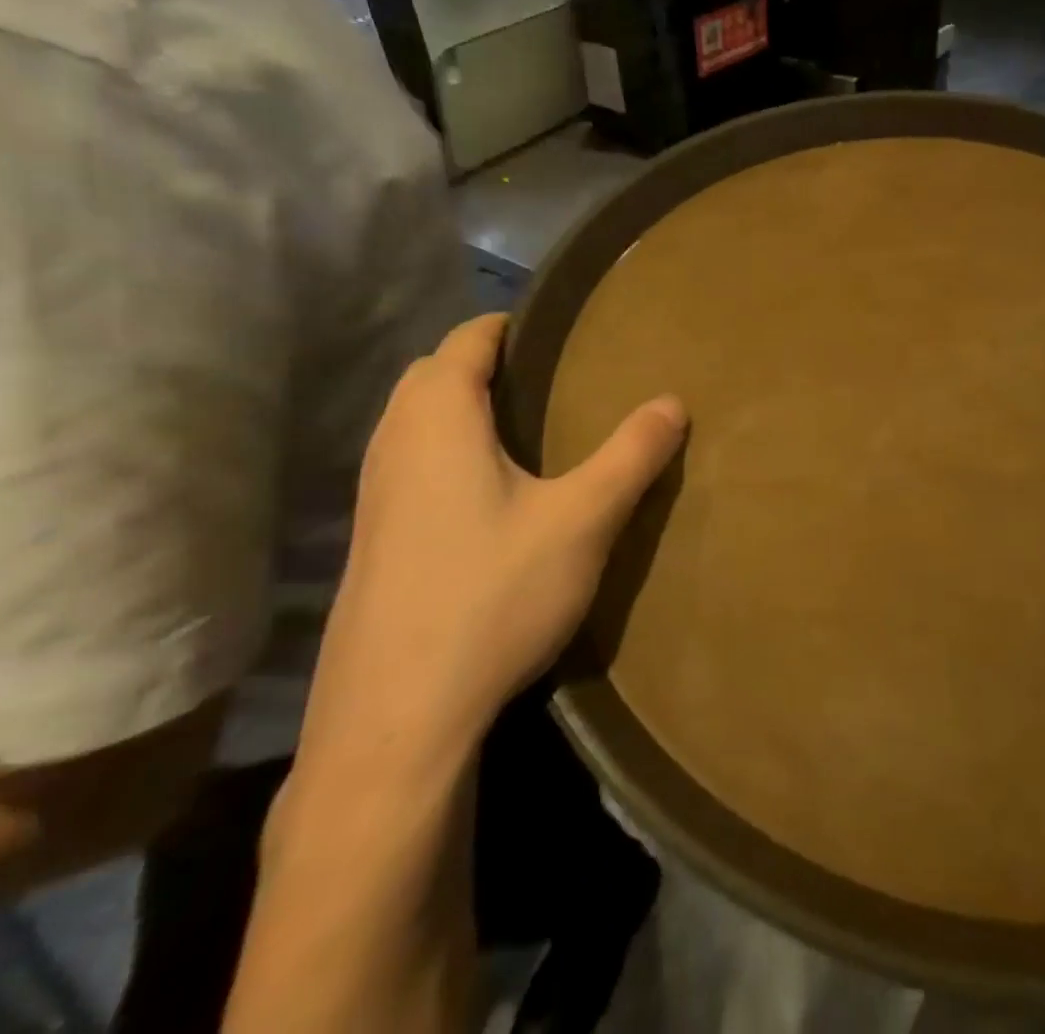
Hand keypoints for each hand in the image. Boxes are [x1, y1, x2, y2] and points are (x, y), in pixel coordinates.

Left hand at [298, 314, 686, 765]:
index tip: (558, 328)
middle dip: (484, 363)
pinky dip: (446, 452)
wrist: (397, 720)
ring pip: (414, 423)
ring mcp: (372, 498)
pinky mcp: (372, 543)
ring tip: (527, 430)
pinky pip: (409, 465)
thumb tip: (672, 402)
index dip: (509, 324)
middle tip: (551, 379)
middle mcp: (392, 445)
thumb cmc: (492, 596)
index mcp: (436, 420)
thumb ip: (631, 455)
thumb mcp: (582, 520)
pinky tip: (491, 496)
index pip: (466, 339)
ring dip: (461, 409)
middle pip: (431, 375)